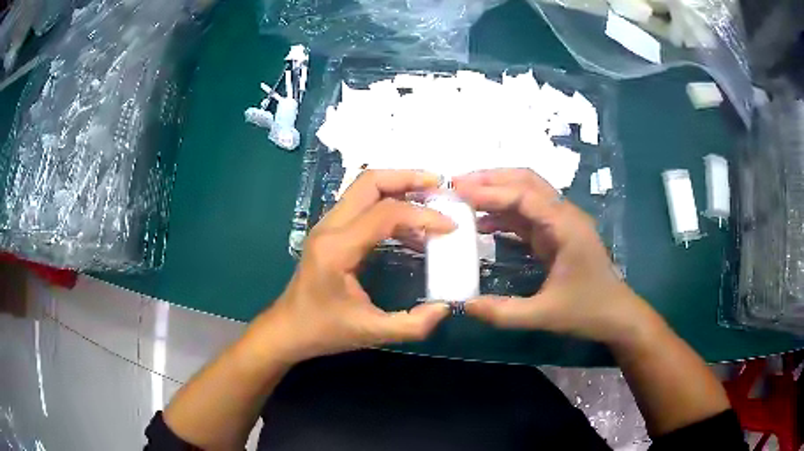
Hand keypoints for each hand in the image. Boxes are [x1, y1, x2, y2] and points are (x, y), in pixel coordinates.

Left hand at [259, 170, 453, 363]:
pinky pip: (362, 205)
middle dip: (408, 177)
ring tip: (430, 201)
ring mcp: (327, 225)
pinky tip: (410, 230)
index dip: (423, 215)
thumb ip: (411, 325)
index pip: (385, 214)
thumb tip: (445, 308)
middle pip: (370, 181)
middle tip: (440, 187)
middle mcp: (329, 227)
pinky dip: (389, 206)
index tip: (451, 226)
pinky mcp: (330, 231)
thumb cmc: (323, 330)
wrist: (287, 329)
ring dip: (398, 187)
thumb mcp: (370, 332)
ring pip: (364, 188)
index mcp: (337, 249)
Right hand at [453, 169, 653, 344]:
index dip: (490, 191)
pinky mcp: (556, 234)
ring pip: (525, 194)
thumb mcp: (545, 315)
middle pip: (526, 181)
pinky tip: (483, 223)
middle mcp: (563, 215)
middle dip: (491, 179)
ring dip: (496, 192)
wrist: (616, 314)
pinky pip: (526, 215)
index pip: (523, 196)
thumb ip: (504, 312)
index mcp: (565, 226)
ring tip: (463, 197)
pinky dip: (503, 213)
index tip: (457, 191)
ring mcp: (560, 223)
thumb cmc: (587, 310)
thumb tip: (464, 305)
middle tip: (456, 183)